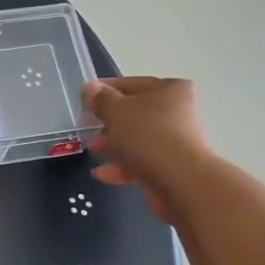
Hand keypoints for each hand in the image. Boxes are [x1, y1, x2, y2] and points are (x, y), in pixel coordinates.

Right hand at [83, 76, 211, 223]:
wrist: (180, 181)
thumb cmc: (147, 135)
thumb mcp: (116, 110)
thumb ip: (100, 99)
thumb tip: (90, 88)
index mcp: (170, 90)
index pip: (132, 84)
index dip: (106, 90)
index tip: (85, 99)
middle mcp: (177, 113)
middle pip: (136, 113)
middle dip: (109, 121)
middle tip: (87, 125)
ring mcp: (175, 142)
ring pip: (137, 140)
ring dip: (113, 144)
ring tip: (92, 148)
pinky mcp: (171, 168)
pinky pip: (141, 163)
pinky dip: (121, 166)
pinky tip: (100, 173)